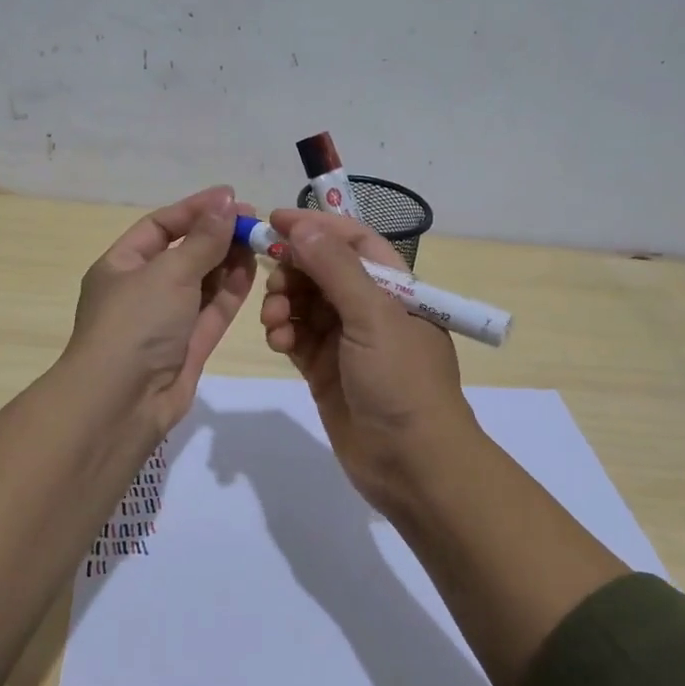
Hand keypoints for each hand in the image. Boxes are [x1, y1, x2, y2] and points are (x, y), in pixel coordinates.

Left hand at [65, 186, 258, 440]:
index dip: (195, 210)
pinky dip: (231, 290)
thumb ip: (203, 239)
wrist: (122, 403)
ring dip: (228, 261)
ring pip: (202, 282)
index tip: (232, 197)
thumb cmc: (136, 324)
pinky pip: (212, 311)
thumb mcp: (169, 272)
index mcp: (121, 266)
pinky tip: (252, 269)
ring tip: (260, 241)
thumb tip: (227, 201)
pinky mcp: (188, 347)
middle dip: (216, 235)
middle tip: (255, 222)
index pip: (160, 227)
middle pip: (184, 253)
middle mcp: (142, 290)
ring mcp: (166, 320)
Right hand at [258, 209, 476, 504]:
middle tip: (273, 282)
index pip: (353, 240)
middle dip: (294, 270)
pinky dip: (283, 332)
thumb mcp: (373, 317)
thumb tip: (303, 227)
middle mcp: (369, 308)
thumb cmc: (401, 381)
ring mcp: (346, 340)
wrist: (411, 463)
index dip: (316, 227)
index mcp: (394, 287)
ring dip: (284, 303)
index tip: (274, 221)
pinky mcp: (325, 369)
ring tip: (275, 321)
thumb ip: (336, 269)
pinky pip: (296, 336)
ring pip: (304, 303)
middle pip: (322, 270)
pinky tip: (278, 341)